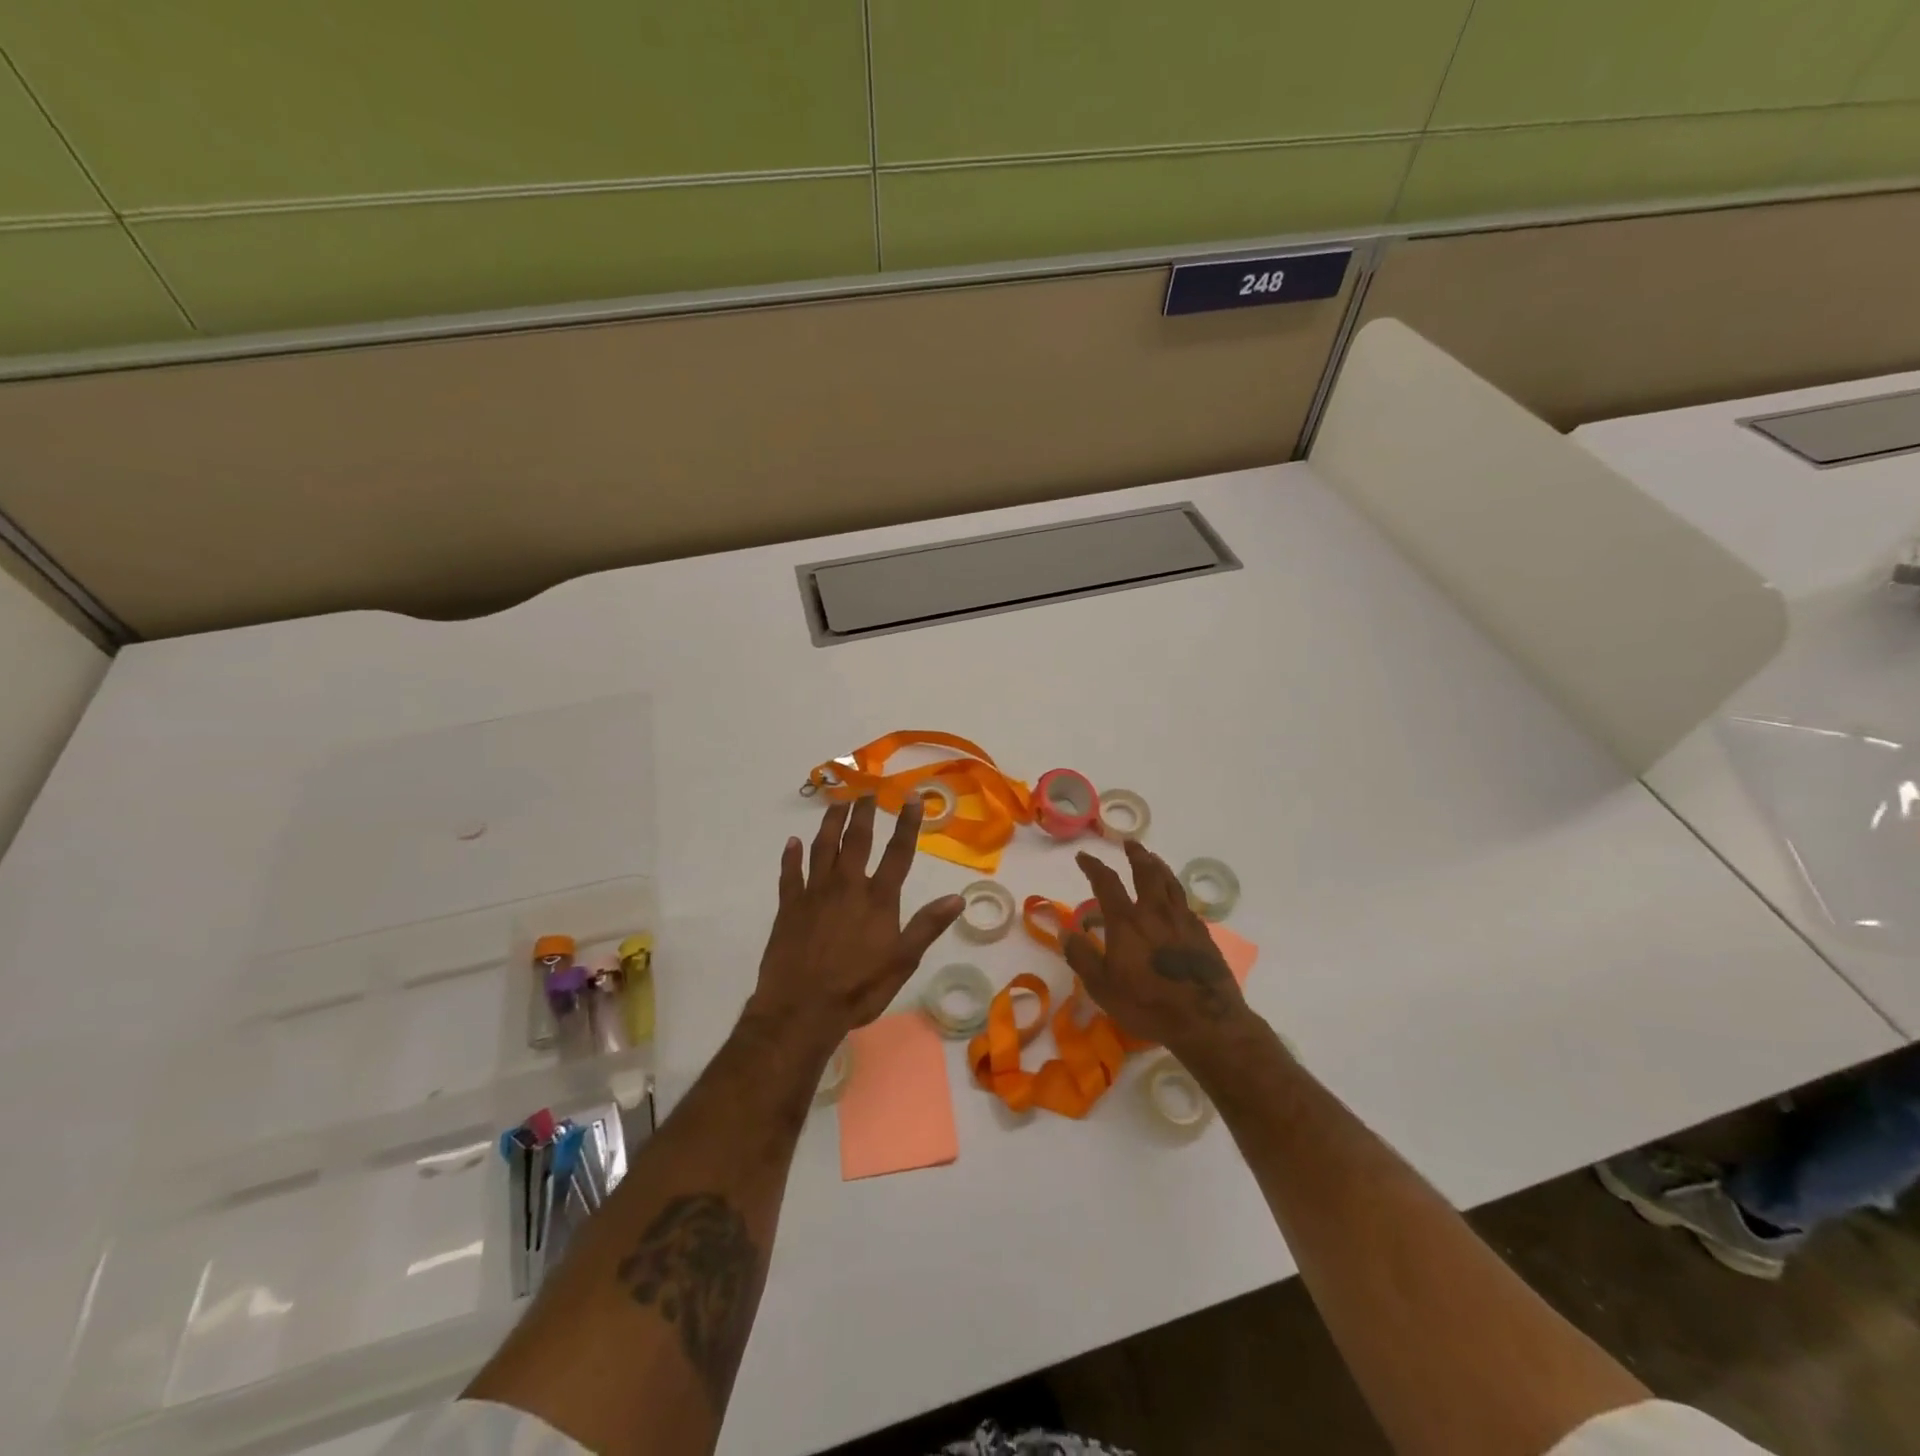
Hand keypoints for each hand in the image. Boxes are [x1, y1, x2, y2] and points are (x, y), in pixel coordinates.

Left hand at [746, 796, 964, 1050]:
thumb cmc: (858, 989)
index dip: (907, 824)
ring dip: (830, 823)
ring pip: (823, 848)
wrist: (801, 1009)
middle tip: (867, 791)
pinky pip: (790, 874)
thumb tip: (957, 898)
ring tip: (836, 804)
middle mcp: (847, 886)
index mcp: (878, 899)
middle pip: (856, 841)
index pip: (898, 853)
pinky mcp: (789, 907)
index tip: (912, 798)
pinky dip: (791, 856)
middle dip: (864, 814)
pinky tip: (792, 842)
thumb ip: (927, 926)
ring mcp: (814, 894)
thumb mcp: (902, 962)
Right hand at [1064, 838, 1251, 1054]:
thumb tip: (1065, 933)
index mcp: (1127, 921)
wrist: (1206, 1021)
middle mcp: (1155, 912)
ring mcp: (1183, 921)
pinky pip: (1186, 904)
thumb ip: (1082, 958)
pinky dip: (1176, 894)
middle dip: (1136, 854)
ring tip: (1153, 858)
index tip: (1084, 857)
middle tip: (1130, 843)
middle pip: (1146, 872)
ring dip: (1159, 866)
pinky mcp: (1203, 935)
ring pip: (1170, 883)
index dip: (1093, 867)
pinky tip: (1176, 900)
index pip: (1107, 883)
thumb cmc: (1148, 1004)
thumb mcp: (1103, 988)